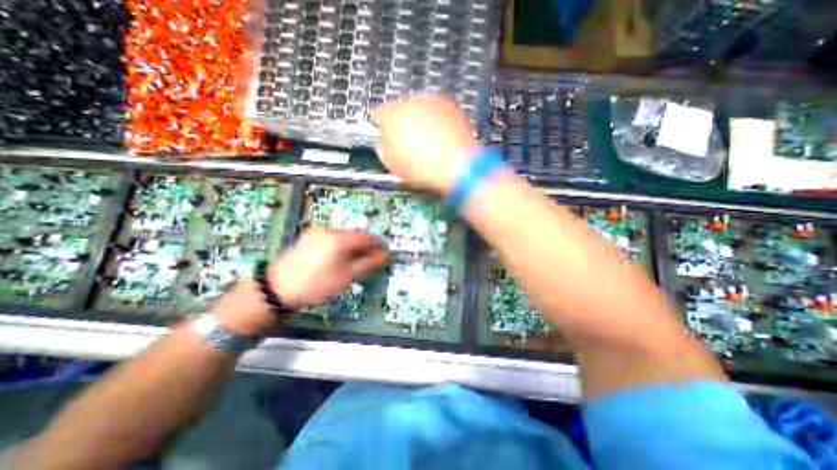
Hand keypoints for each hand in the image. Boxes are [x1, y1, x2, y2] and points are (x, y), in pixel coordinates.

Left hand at [215, 225, 384, 335]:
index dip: (376, 244)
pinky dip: (338, 245)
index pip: (366, 237)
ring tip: (349, 262)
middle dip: (362, 246)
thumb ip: (366, 263)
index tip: (382, 251)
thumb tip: (381, 256)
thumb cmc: (316, 283)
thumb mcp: (345, 276)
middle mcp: (329, 230)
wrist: (279, 287)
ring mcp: (317, 231)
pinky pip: (331, 237)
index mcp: (339, 238)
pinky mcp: (309, 235)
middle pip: (354, 235)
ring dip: (350, 246)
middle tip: (366, 260)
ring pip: (342, 236)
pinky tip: (335, 258)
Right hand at [371, 94, 480, 194]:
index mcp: (391, 114)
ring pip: (418, 107)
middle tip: (406, 141)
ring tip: (425, 141)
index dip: (378, 125)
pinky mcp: (451, 105)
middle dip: (400, 122)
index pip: (377, 113)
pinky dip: (434, 120)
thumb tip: (384, 142)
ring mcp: (432, 100)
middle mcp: (410, 100)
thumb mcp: (391, 164)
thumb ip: (381, 147)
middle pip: (399, 108)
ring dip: (418, 119)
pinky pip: (435, 111)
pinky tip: (439, 137)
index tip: (382, 134)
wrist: (459, 166)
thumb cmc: (422, 168)